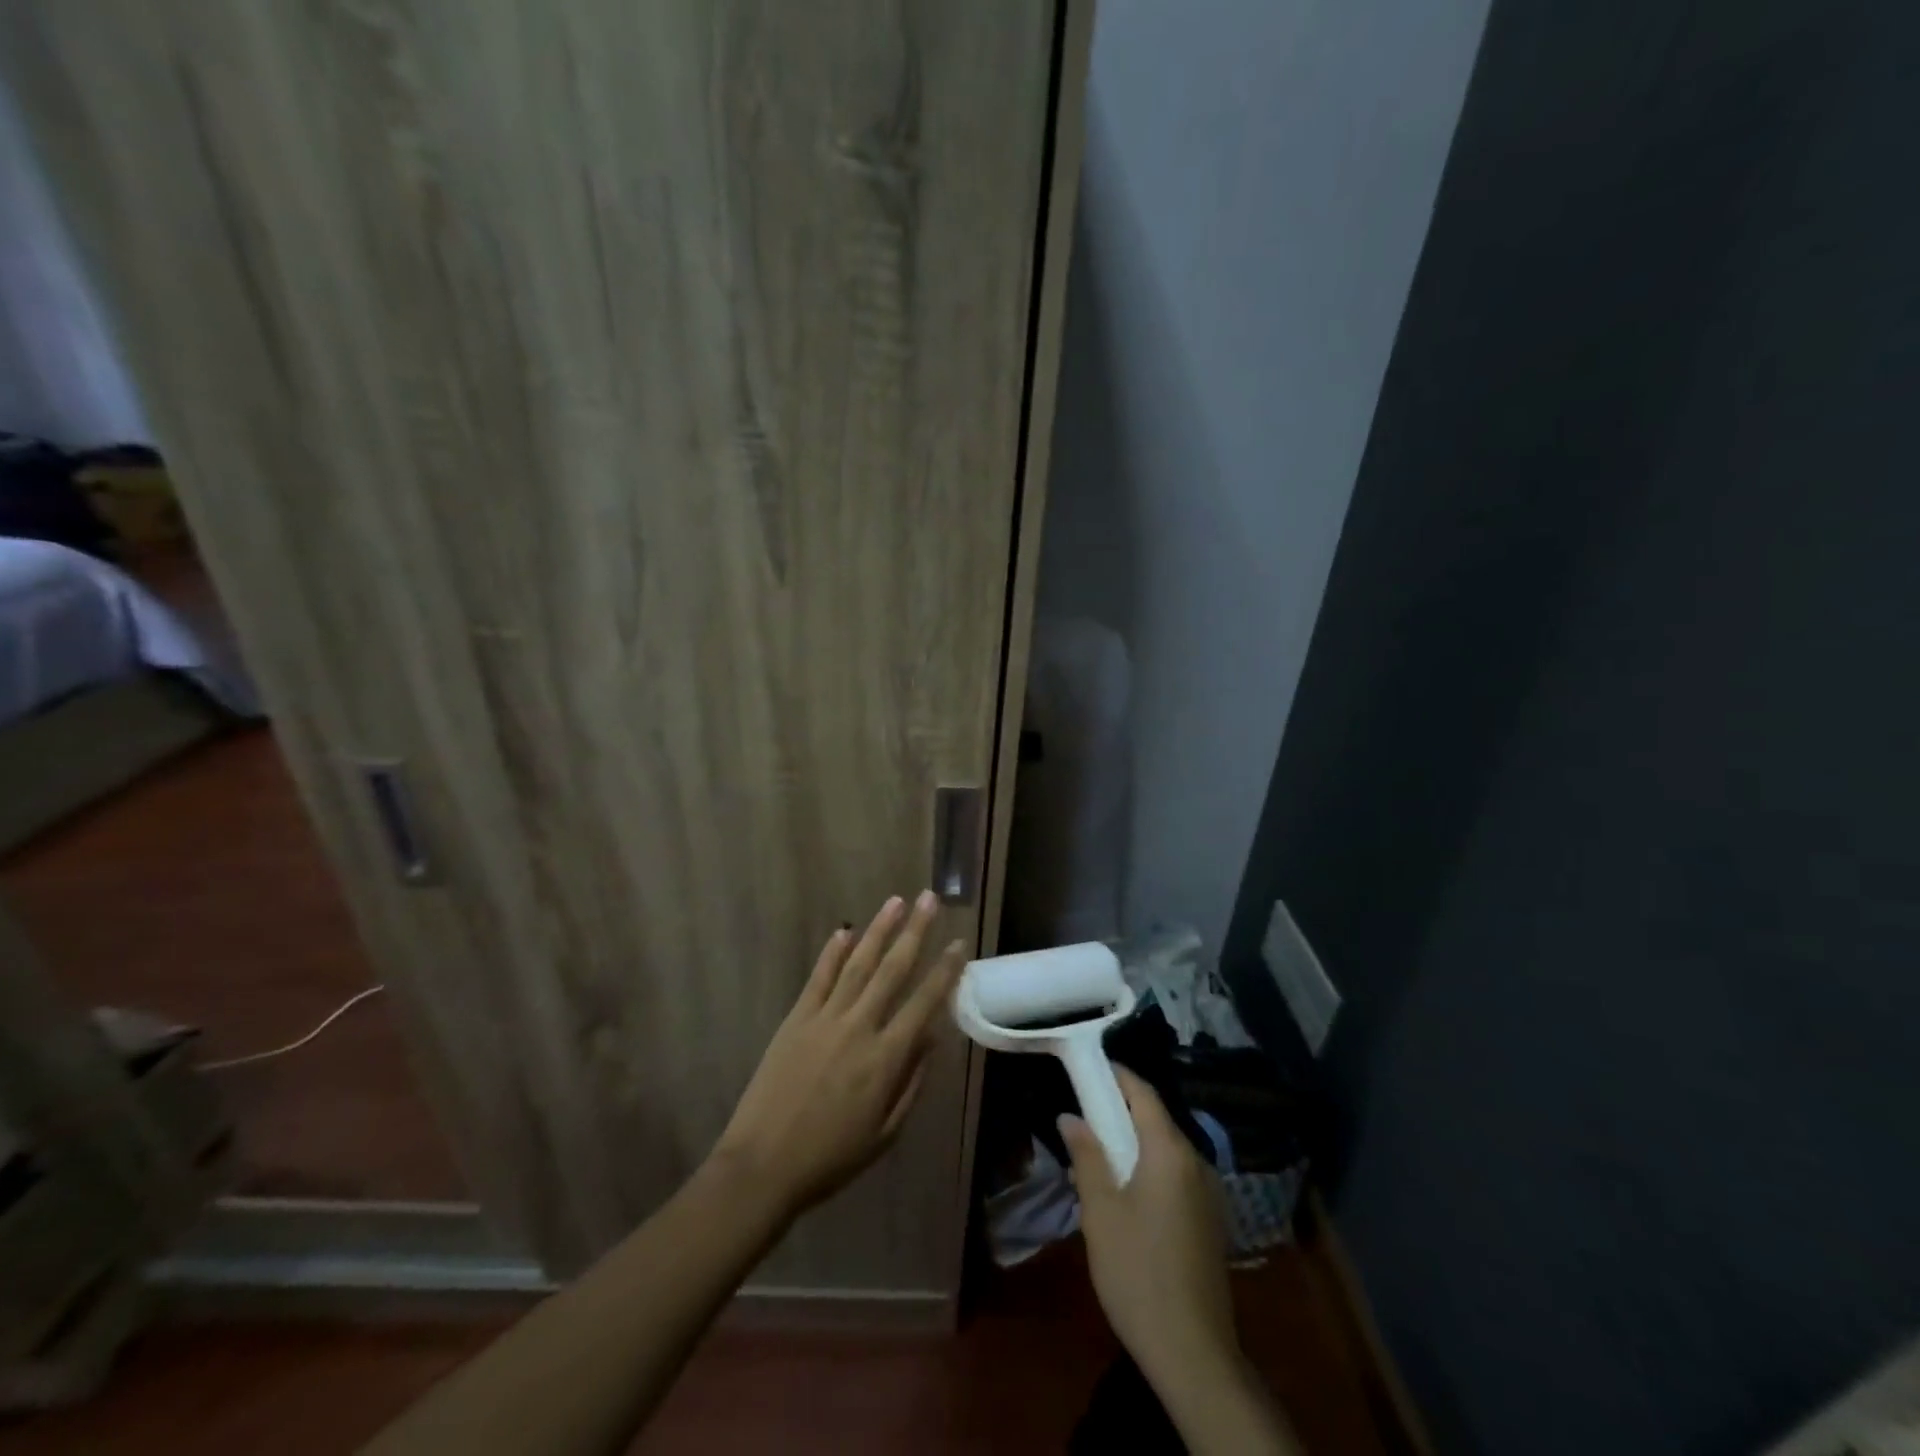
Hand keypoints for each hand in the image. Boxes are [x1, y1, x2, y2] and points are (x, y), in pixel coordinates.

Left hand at [713, 892, 966, 1221]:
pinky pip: (819, 978)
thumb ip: (911, 1082)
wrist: (763, 1165)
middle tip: (929, 899)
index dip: (945, 971)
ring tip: (895, 901)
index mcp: (886, 1059)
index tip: (959, 944)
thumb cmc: (831, 1157)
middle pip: (893, 970)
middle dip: (915, 932)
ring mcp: (825, 1018)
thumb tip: (931, 1037)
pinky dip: (833, 953)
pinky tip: (845, 931)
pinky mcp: (796, 1019)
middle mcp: (859, 1028)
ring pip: (858, 964)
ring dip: (879, 930)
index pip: (924, 1003)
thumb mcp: (885, 1132)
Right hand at [1060, 1066, 1236, 1383]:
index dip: (1117, 1075)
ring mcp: (1208, 1192)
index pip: (1143, 1093)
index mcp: (1170, 1151)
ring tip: (1097, 1157)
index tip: (1089, 1066)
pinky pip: (1175, 1175)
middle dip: (1120, 1112)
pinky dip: (1149, 1168)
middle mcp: (1196, 1161)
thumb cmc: (1137, 1271)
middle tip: (1084, 1115)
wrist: (1193, 1352)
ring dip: (1133, 1143)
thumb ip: (1087, 1156)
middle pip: (1156, 1119)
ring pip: (1165, 1149)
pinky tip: (1126, 1194)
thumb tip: (1070, 1117)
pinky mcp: (1210, 1220)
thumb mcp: (1101, 1211)